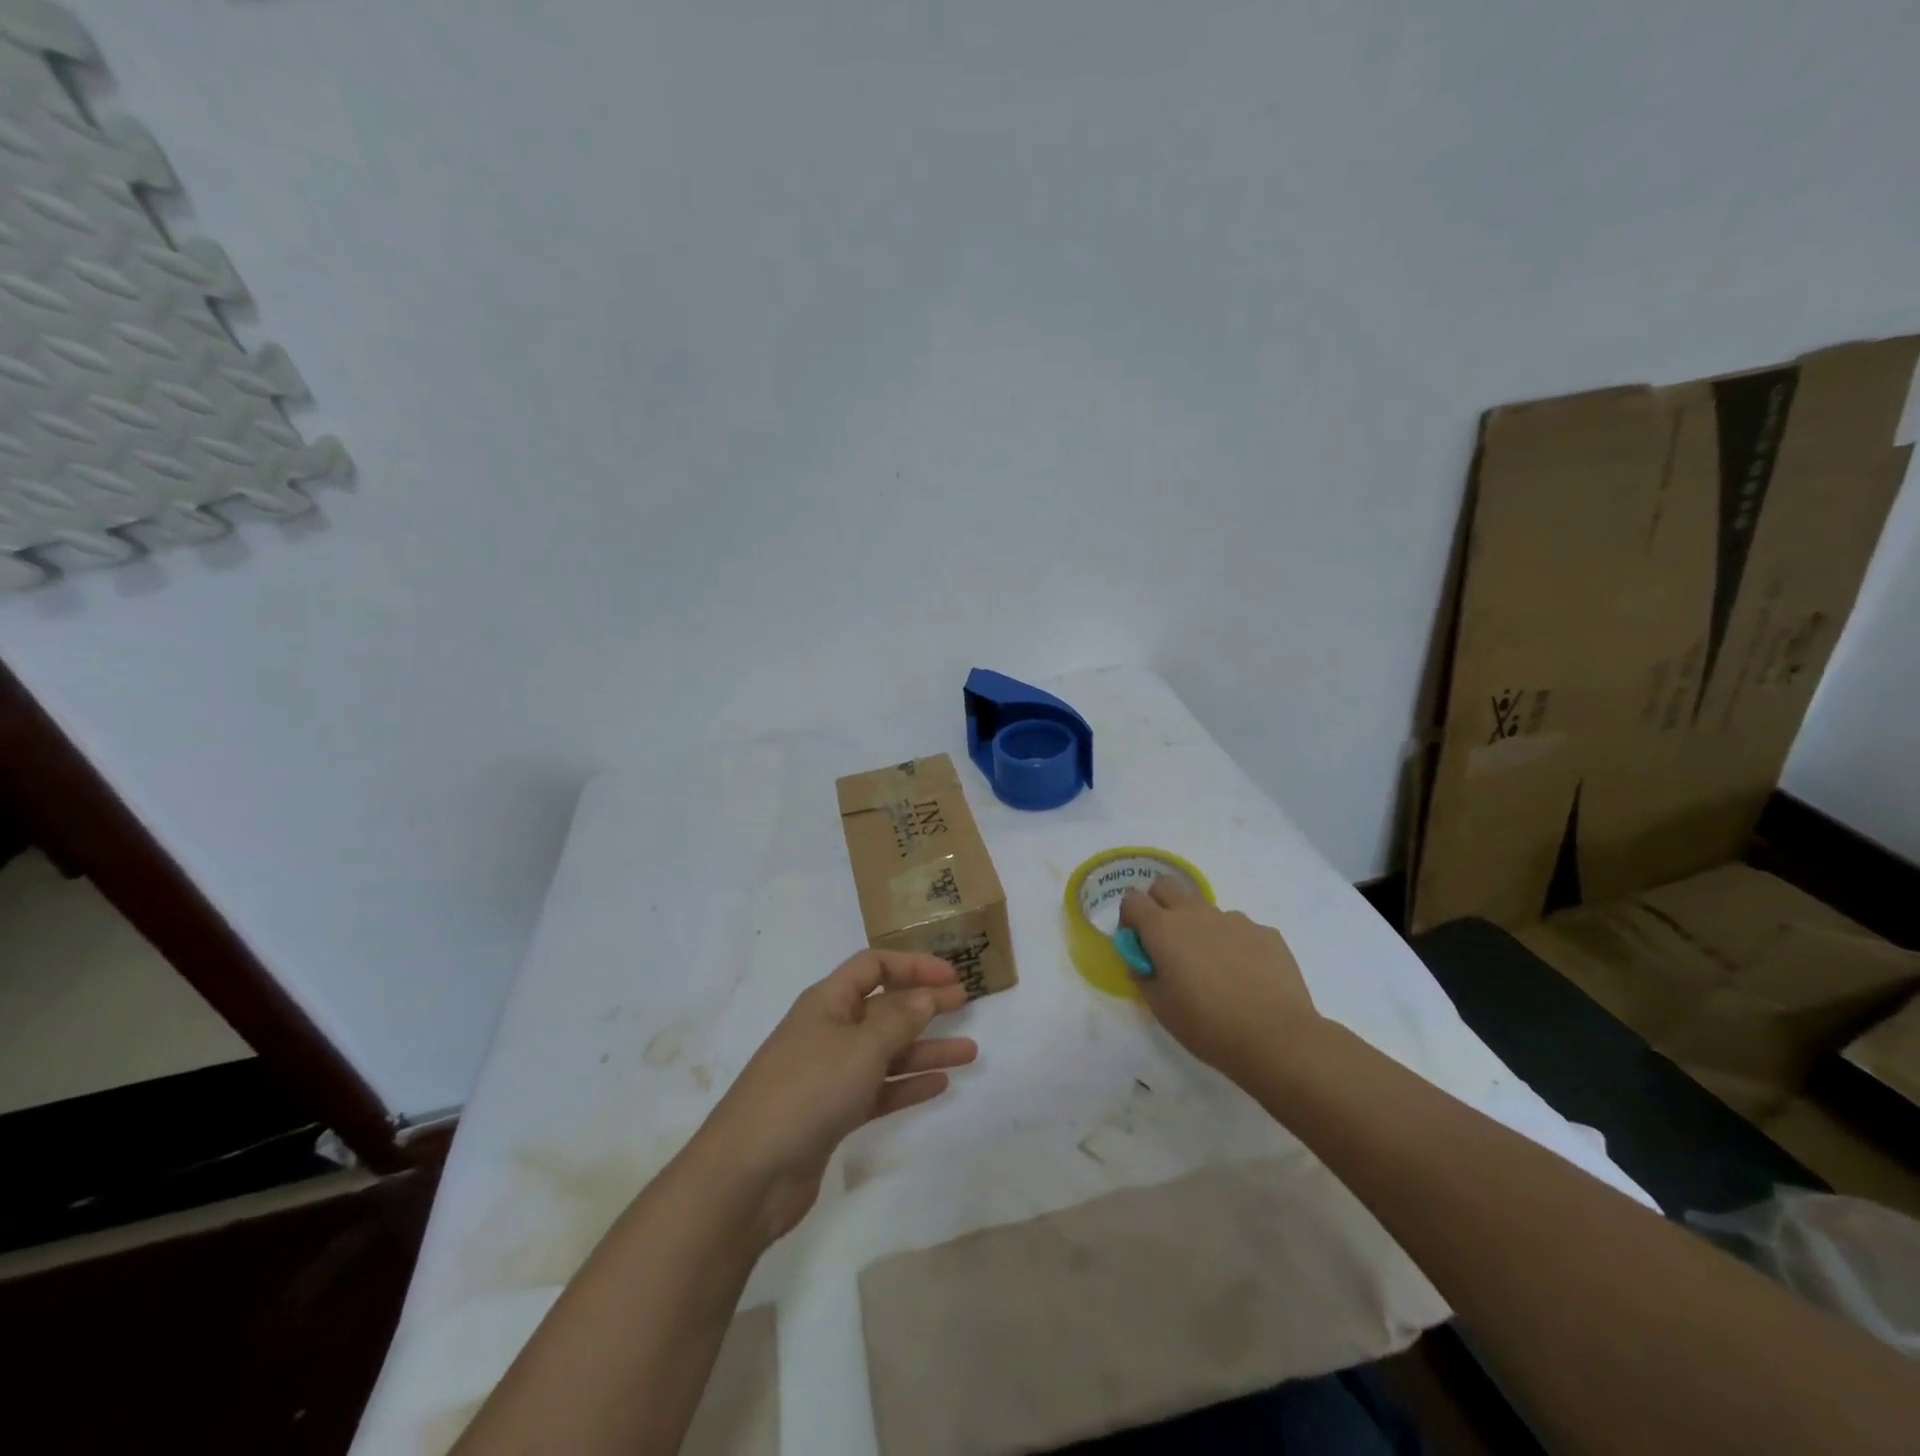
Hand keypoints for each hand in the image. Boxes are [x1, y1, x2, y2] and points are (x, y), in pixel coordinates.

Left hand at [690, 949, 976, 1244]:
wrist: (749, 1173)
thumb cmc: (807, 1090)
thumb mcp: (861, 1046)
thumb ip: (900, 1019)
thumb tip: (927, 994)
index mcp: (827, 1001)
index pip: (873, 966)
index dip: (913, 965)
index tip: (951, 977)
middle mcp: (828, 1030)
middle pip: (883, 1007)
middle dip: (924, 1004)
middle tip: (966, 1005)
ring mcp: (829, 1074)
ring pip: (886, 1051)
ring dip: (925, 1048)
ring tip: (969, 1052)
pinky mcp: (832, 1114)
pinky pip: (878, 1089)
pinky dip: (907, 1084)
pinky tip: (938, 1085)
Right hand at [1119, 878, 1319, 1085]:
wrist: (1277, 1038)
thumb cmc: (1208, 1025)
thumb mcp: (1161, 1008)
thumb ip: (1144, 976)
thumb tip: (1143, 961)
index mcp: (1164, 929)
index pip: (1133, 900)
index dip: (1129, 917)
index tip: (1137, 942)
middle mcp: (1197, 914)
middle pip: (1166, 886)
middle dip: (1159, 904)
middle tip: (1167, 942)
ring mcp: (1235, 920)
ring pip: (1206, 910)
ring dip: (1200, 928)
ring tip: (1214, 970)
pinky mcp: (1266, 932)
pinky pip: (1240, 929)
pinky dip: (1234, 945)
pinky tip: (1246, 977)